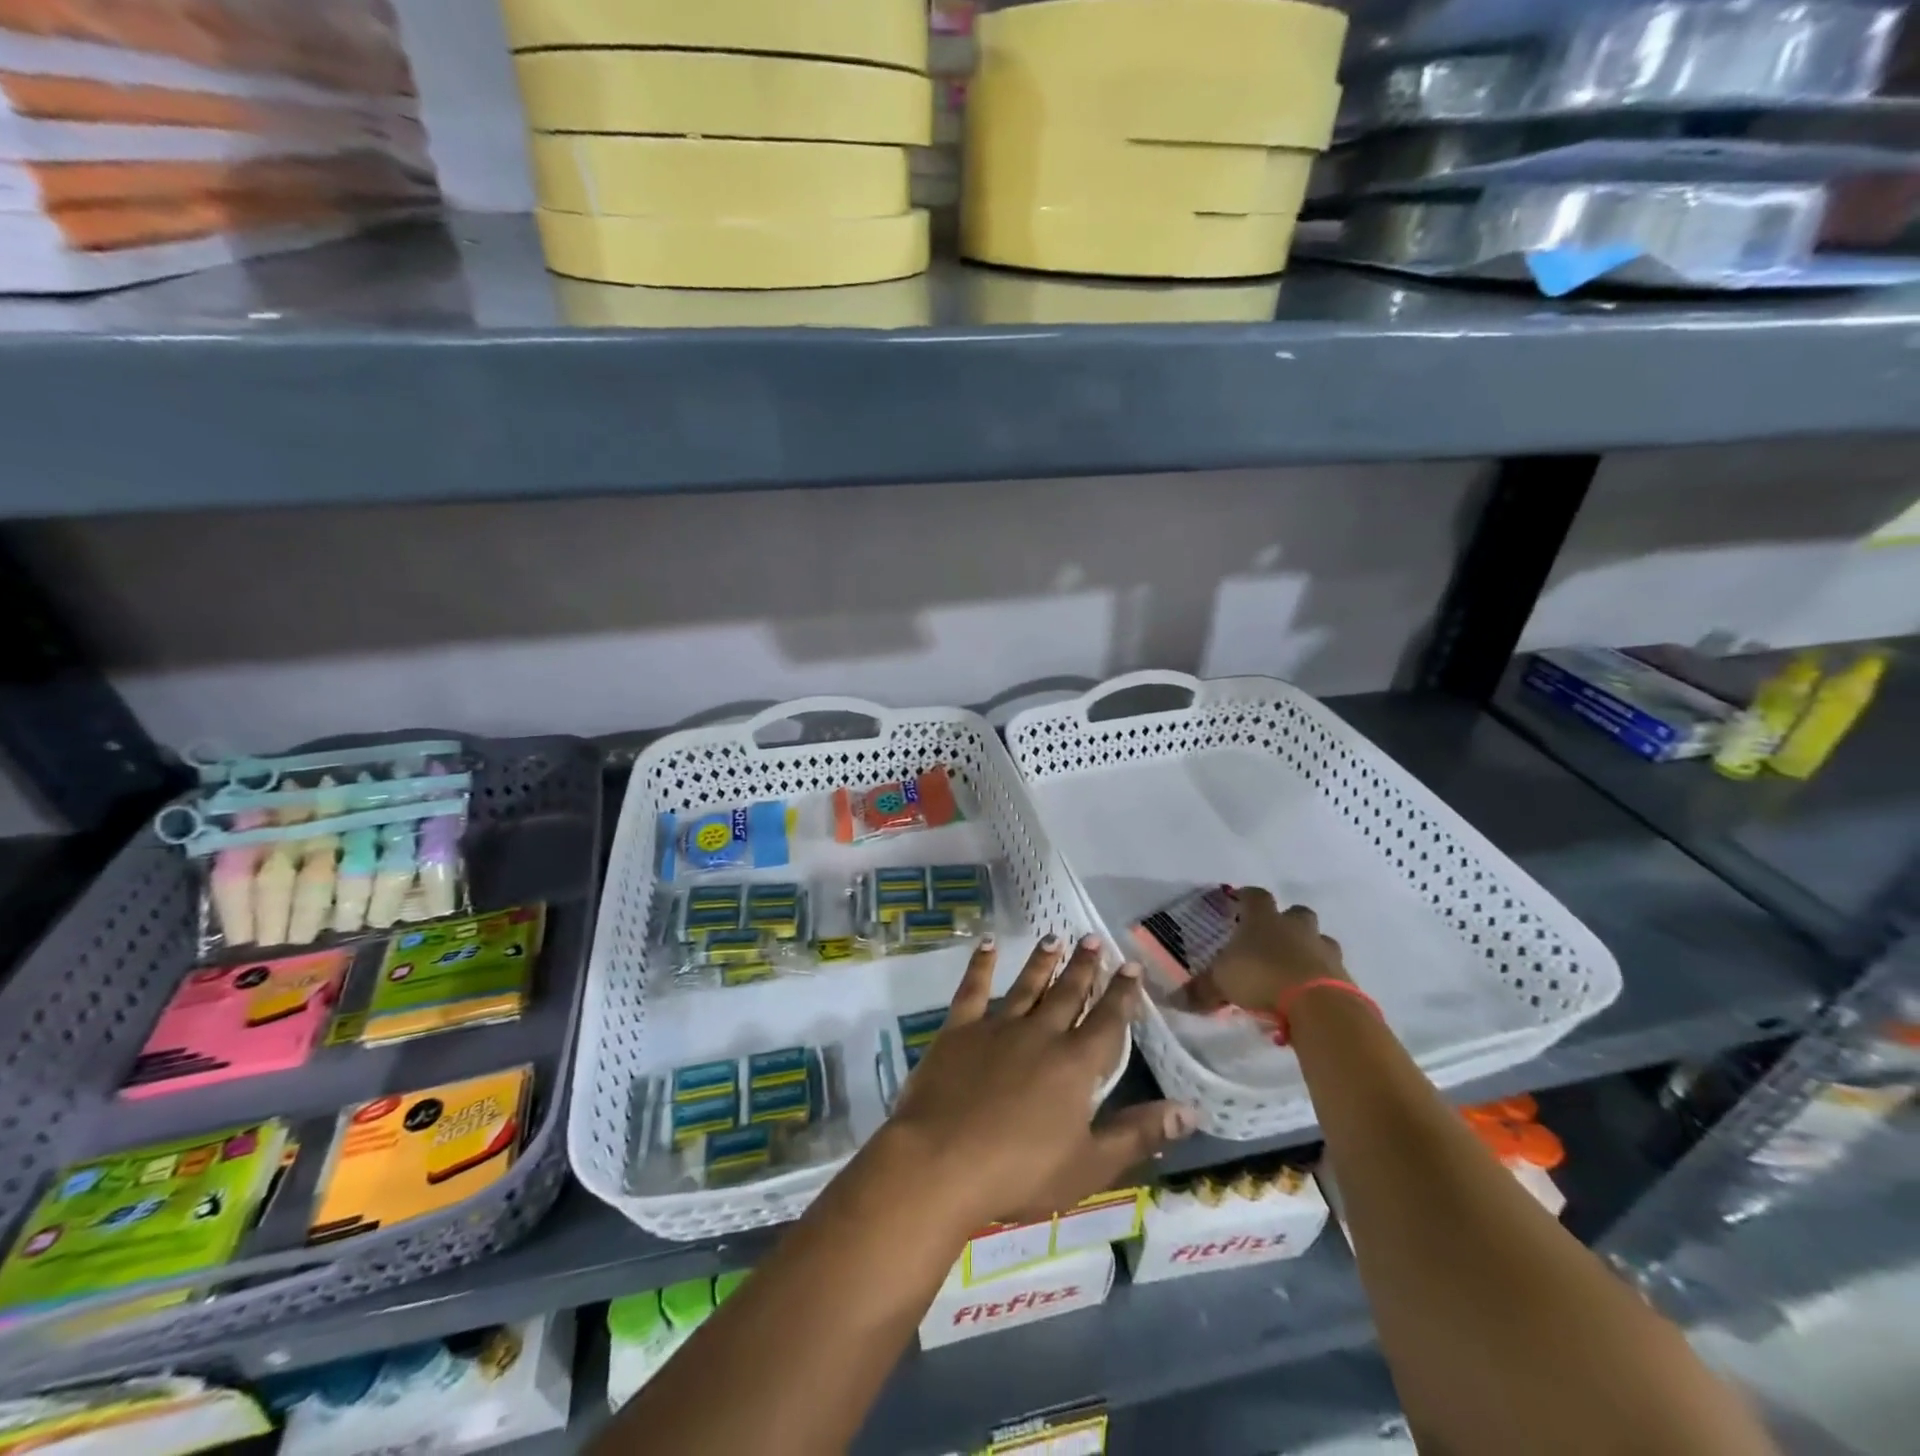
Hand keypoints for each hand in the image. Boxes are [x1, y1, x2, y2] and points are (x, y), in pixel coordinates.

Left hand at [877, 934, 1196, 1232]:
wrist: (942, 1160)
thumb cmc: (1021, 1172)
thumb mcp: (1090, 1165)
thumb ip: (1138, 1134)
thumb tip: (1190, 1109)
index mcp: (1075, 1065)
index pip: (1108, 1021)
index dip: (1122, 994)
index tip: (1131, 965)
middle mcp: (1041, 1034)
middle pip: (1068, 994)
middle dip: (1084, 967)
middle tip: (1093, 938)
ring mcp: (997, 1027)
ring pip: (1027, 985)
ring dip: (1043, 962)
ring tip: (1054, 938)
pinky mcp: (959, 1029)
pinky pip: (972, 988)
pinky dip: (980, 964)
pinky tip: (986, 942)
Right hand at [1184, 889, 1348, 1013]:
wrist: (1318, 1005)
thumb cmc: (1261, 978)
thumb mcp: (1222, 984)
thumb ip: (1201, 990)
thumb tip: (1175, 1000)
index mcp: (1264, 920)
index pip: (1255, 896)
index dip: (1246, 897)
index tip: (1239, 901)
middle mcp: (1296, 928)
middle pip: (1296, 913)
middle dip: (1287, 922)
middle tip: (1274, 938)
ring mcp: (1324, 950)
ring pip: (1319, 940)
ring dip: (1309, 949)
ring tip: (1295, 969)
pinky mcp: (1343, 976)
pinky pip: (1332, 970)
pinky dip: (1321, 978)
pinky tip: (1309, 995)